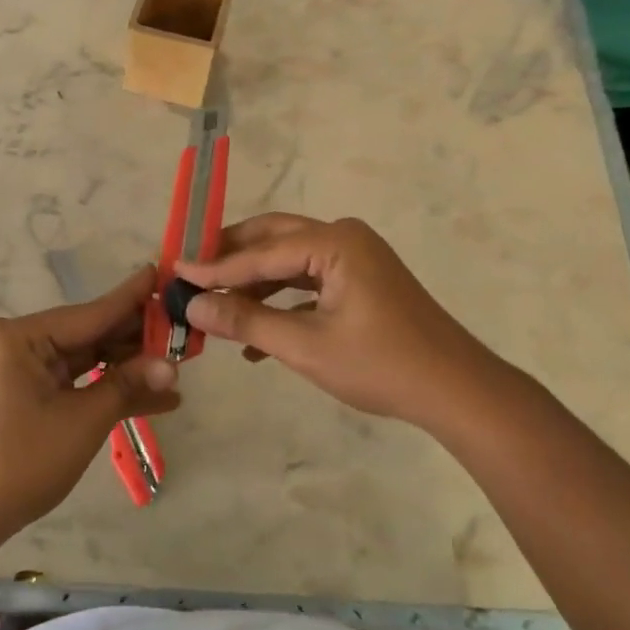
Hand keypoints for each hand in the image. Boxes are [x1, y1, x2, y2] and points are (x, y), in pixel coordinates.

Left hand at [0, 265, 180, 536]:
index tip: (164, 272)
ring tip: (178, 368)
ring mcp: (23, 369)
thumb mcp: (81, 421)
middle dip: (138, 340)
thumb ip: (127, 386)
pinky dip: (107, 390)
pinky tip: (154, 398)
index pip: (92, 313)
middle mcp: (21, 342)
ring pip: (88, 359)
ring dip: (128, 369)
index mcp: (22, 336)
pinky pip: (76, 382)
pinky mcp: (28, 394)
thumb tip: (173, 366)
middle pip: (91, 334)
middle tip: (185, 333)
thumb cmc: (18, 462)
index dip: (133, 298)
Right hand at [176, 213, 505, 431]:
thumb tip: (193, 305)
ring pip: (288, 262)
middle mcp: (343, 237)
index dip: (215, 266)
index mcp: (334, 242)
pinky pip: (308, 281)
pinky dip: (280, 301)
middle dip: (231, 258)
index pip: (261, 252)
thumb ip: (246, 321)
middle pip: (273, 239)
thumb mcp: (306, 346)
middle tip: (190, 271)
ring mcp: (354, 258)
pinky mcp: (359, 281)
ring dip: (253, 284)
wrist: (456, 391)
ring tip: (215, 306)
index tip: (173, 271)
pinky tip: (254, 334)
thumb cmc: (381, 365)